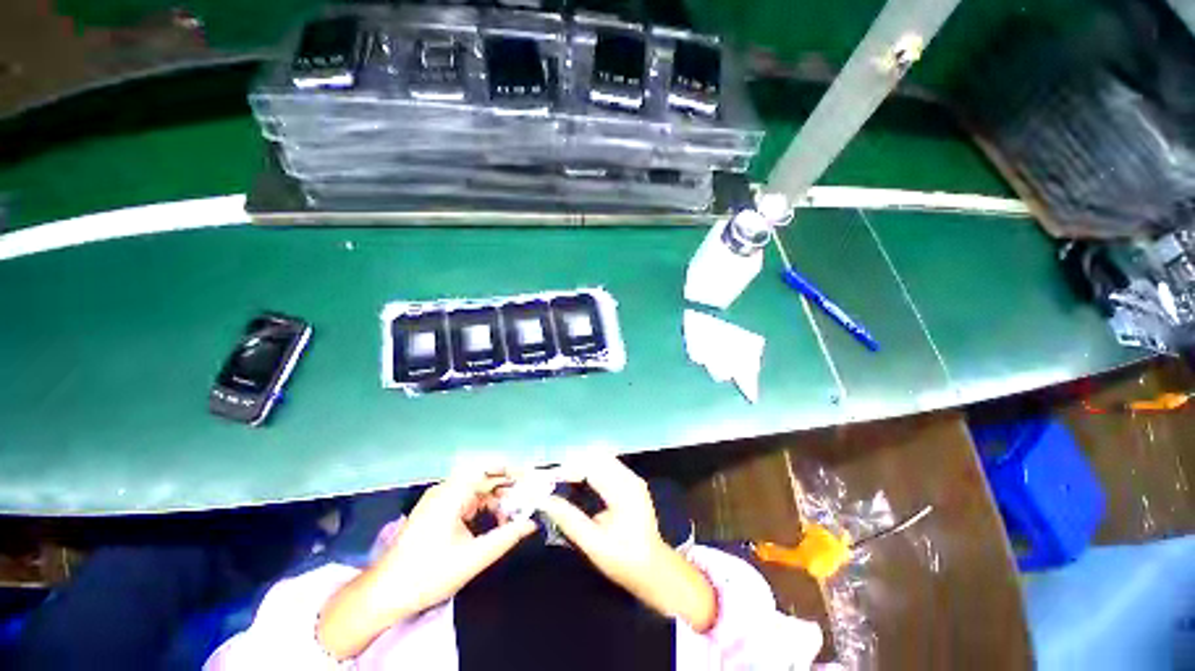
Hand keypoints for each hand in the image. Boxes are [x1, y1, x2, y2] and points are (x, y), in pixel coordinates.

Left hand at [317, 466, 535, 659]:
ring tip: (516, 513)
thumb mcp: (473, 557)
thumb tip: (531, 523)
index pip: (488, 468)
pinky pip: (467, 500)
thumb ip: (506, 537)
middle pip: (484, 478)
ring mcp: (440, 499)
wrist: (385, 593)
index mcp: (452, 493)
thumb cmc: (428, 574)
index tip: (531, 478)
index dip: (511, 469)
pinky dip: (484, 508)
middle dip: (508, 487)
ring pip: (477, 490)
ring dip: (497, 499)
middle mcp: (446, 489)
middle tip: (530, 498)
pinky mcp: (437, 511)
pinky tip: (495, 522)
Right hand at [540, 456, 717, 631]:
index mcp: (623, 492)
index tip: (549, 479)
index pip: (591, 468)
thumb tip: (545, 501)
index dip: (568, 470)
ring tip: (563, 479)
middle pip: (597, 458)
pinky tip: (580, 482)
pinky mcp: (632, 483)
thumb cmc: (623, 560)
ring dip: (582, 466)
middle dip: (574, 465)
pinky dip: (592, 470)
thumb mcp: (593, 544)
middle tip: (554, 479)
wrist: (654, 569)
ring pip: (603, 459)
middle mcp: (630, 479)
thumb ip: (569, 520)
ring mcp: (633, 479)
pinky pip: (608, 466)